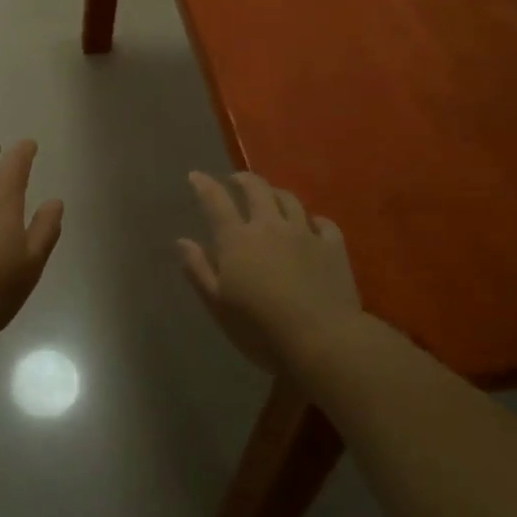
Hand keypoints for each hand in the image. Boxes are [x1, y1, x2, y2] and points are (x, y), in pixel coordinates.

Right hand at [177, 172, 360, 370]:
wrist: (324, 341)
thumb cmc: (261, 329)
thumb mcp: (219, 305)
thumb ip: (199, 270)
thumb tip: (183, 241)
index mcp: (237, 239)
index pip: (216, 201)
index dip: (204, 185)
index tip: (195, 176)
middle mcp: (270, 226)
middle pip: (256, 188)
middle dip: (243, 179)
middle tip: (235, 180)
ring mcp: (304, 233)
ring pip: (289, 199)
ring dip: (275, 193)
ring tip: (270, 197)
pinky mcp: (333, 247)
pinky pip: (323, 223)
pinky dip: (313, 220)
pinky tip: (311, 225)